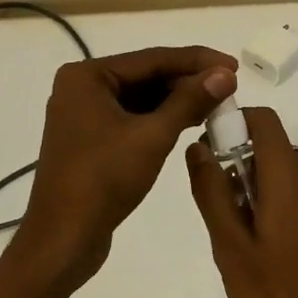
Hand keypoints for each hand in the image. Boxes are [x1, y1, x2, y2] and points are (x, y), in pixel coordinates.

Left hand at [19, 45, 237, 284]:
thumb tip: (224, 75)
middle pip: (145, 76)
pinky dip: (160, 120)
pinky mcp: (91, 140)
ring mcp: (84, 115)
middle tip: (230, 89)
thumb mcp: (153, 136)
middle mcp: (81, 88)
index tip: (234, 66)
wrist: (63, 239)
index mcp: (87, 76)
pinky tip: (190, 122)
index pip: (152, 59)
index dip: (197, 61)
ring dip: (177, 101)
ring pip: (140, 98)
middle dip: (187, 82)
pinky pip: (132, 118)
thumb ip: (189, 101)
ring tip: (218, 105)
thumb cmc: (104, 180)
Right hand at [186, 107, 297, 297]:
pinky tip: (263, 253)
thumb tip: (198, 147)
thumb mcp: (230, 247)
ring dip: (254, 189)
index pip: (264, 120)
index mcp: (290, 180)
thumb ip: (212, 192)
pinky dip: (274, 207)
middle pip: (272, 148)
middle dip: (238, 163)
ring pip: (283, 176)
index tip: (207, 149)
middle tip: (216, 208)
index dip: (233, 121)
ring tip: (236, 238)